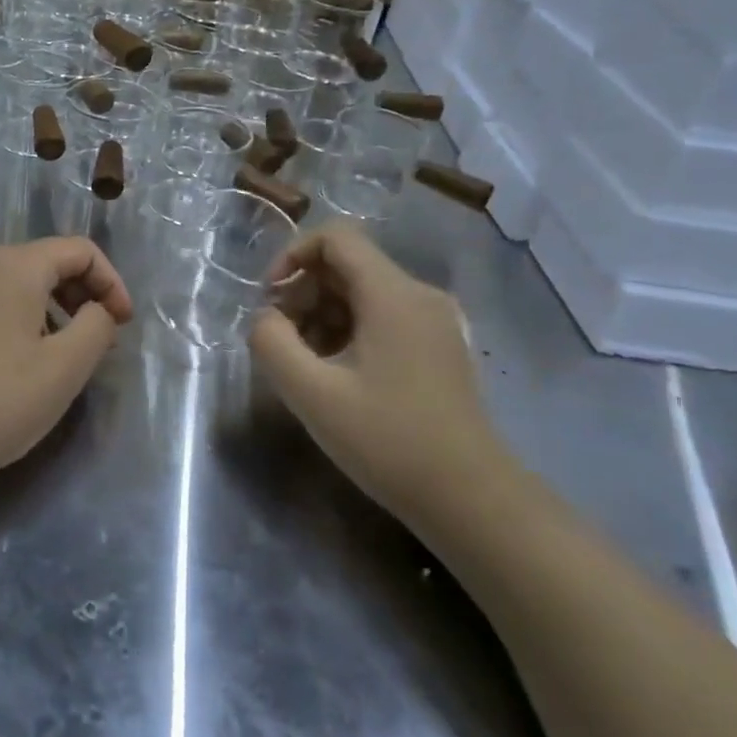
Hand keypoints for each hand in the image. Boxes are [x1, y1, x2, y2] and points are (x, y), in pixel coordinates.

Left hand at [0, 237, 132, 485]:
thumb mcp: (66, 366)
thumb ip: (97, 327)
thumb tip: (95, 311)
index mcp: (15, 265)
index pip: (79, 251)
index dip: (111, 283)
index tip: (122, 326)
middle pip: (46, 262)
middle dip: (82, 294)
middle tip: (97, 339)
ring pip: (17, 285)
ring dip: (52, 310)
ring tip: (60, 355)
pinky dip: (18, 322)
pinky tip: (17, 366)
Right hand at [249, 222, 515, 530]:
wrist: (471, 499)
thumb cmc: (388, 441)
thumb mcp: (312, 394)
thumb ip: (272, 343)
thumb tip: (266, 318)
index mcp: (393, 294)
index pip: (336, 237)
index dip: (292, 255)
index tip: (270, 298)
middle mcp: (419, 295)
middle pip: (348, 265)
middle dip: (304, 293)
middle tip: (283, 342)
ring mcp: (435, 321)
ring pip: (364, 293)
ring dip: (323, 315)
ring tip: (306, 364)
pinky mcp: (440, 347)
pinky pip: (383, 317)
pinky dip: (349, 332)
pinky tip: (338, 376)